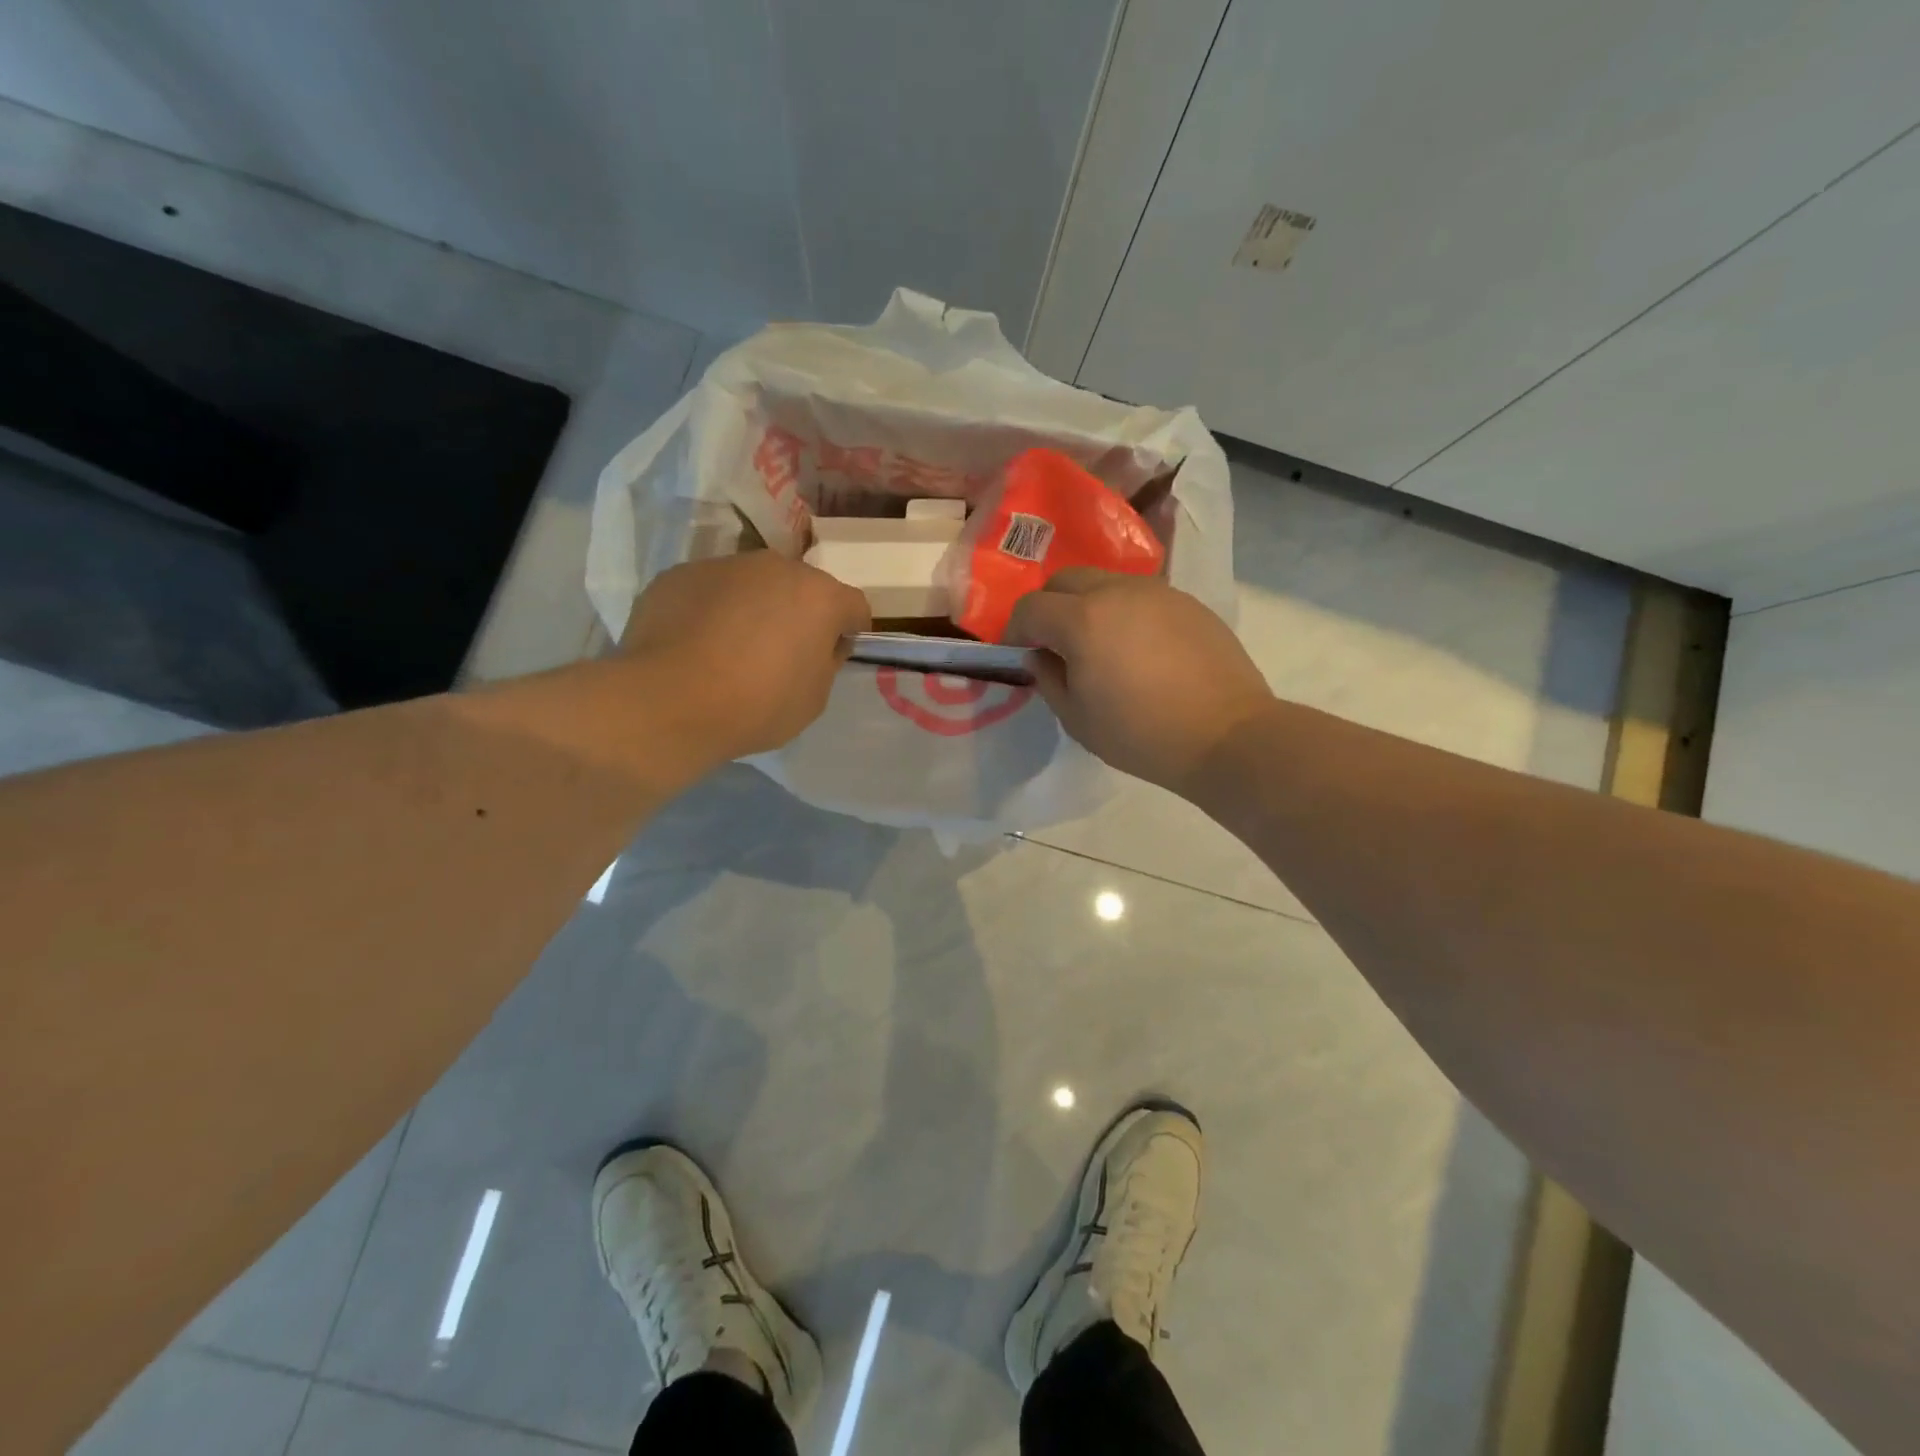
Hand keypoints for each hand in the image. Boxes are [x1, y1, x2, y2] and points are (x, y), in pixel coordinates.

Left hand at [623, 552, 869, 762]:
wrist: (669, 700)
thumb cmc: (757, 704)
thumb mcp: (814, 698)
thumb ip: (824, 663)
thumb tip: (818, 646)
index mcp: (820, 596)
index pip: (853, 606)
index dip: (848, 631)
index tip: (832, 656)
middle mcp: (775, 567)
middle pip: (800, 587)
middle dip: (798, 613)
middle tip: (781, 653)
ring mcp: (723, 566)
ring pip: (751, 584)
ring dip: (752, 608)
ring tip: (730, 649)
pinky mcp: (679, 575)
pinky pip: (708, 591)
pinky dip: (710, 611)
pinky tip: (694, 646)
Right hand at [1007, 569, 1272, 794]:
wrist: (1226, 735)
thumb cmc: (1141, 735)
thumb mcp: (1078, 720)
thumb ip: (1049, 680)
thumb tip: (1040, 657)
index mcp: (1082, 620)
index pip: (1031, 608)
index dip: (1016, 631)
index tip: (1018, 655)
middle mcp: (1117, 591)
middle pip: (1065, 580)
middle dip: (1049, 607)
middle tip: (1055, 645)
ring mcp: (1157, 592)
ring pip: (1105, 581)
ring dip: (1088, 605)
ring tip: (1099, 645)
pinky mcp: (1187, 602)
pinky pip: (1140, 596)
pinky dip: (1125, 612)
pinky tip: (1139, 649)